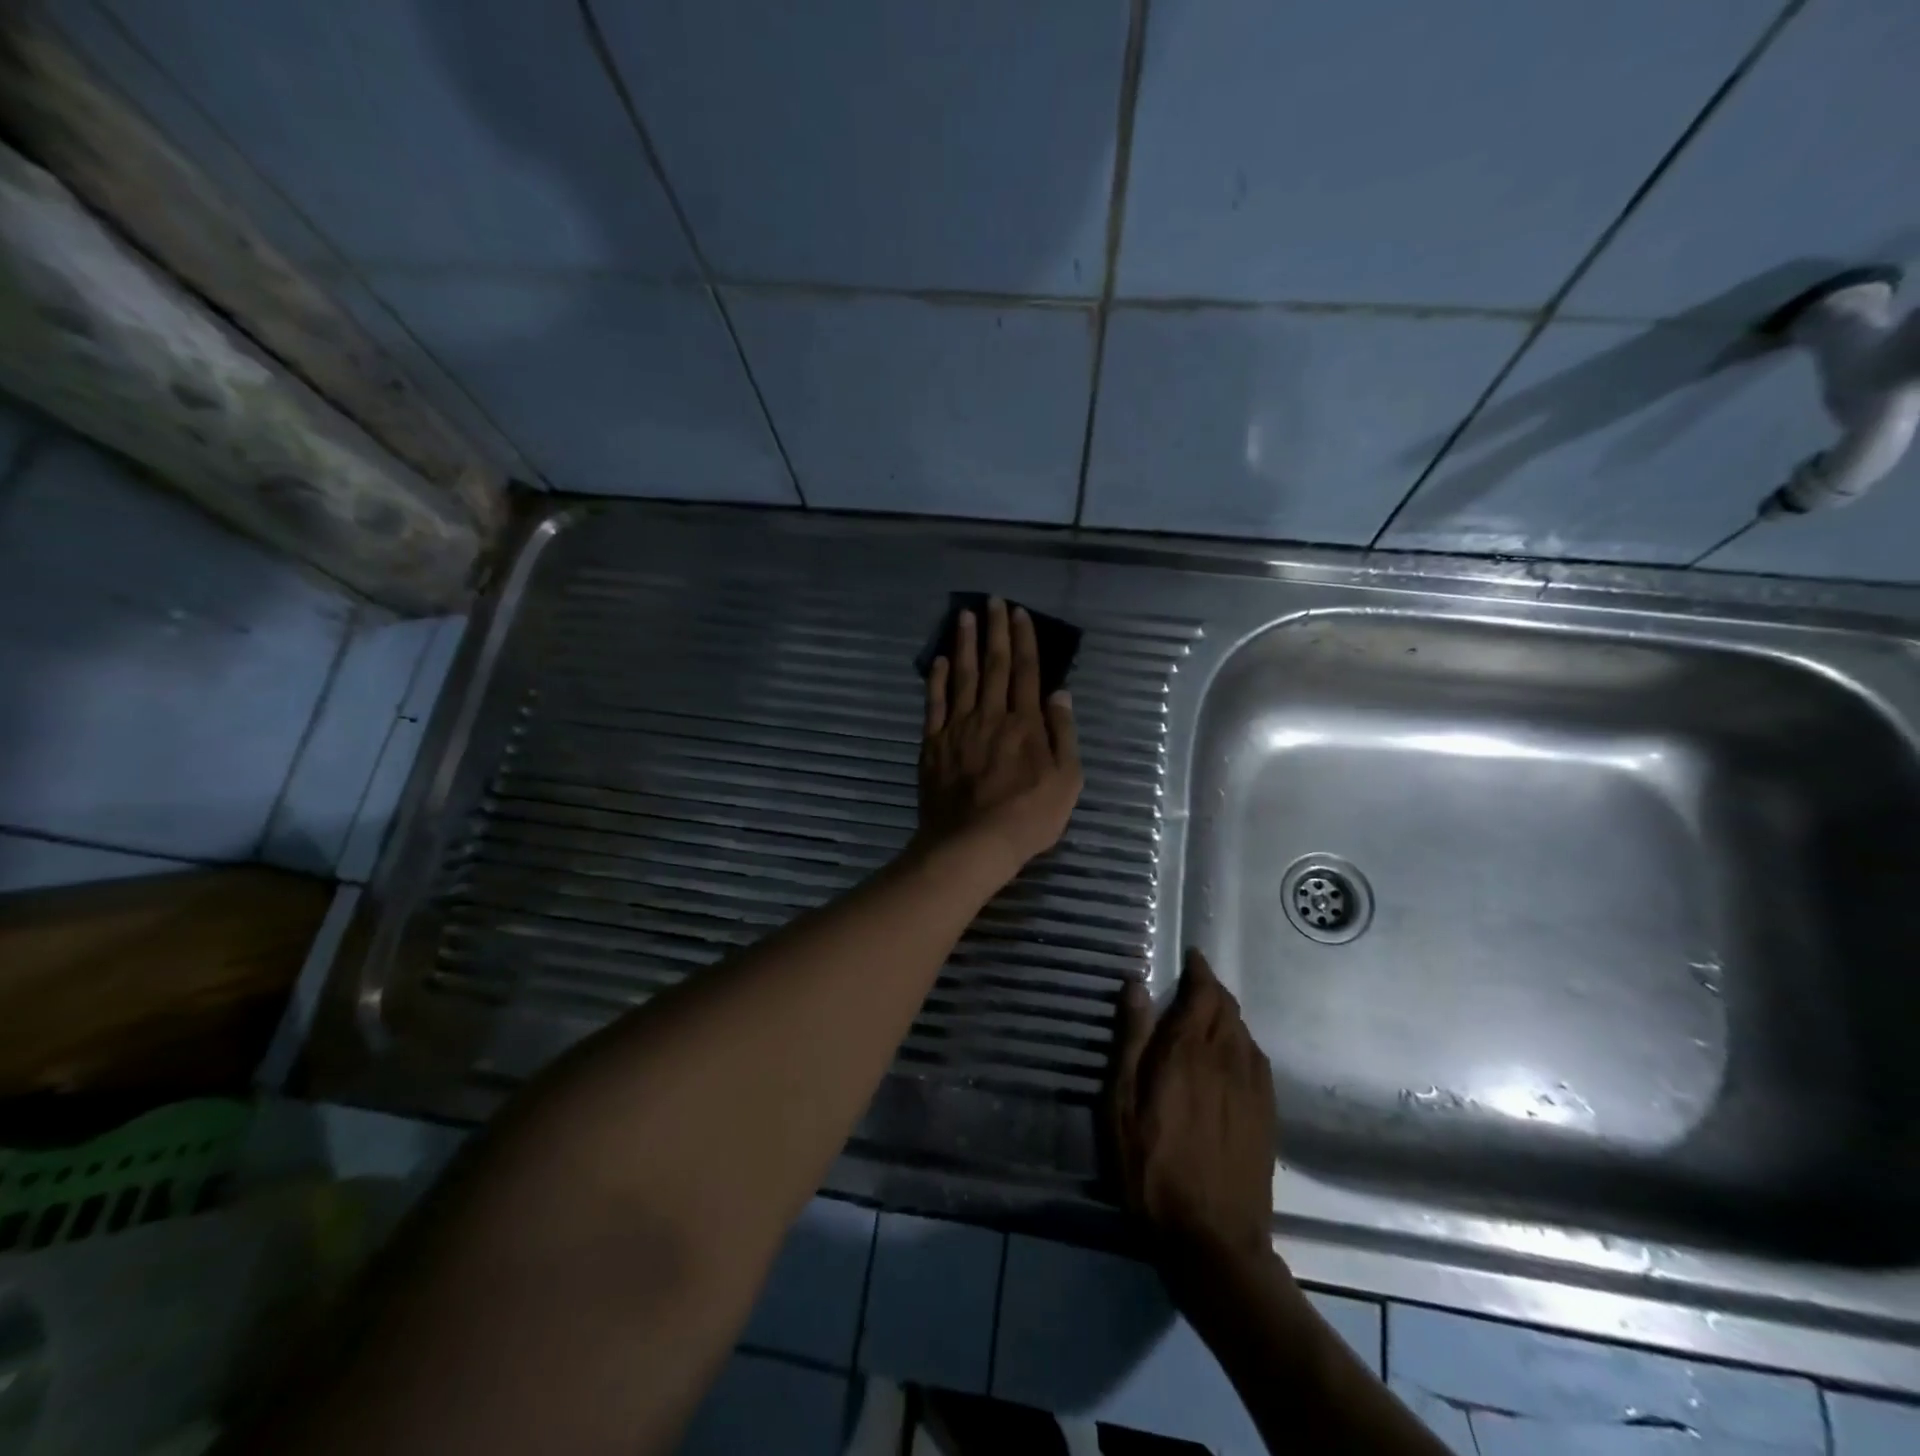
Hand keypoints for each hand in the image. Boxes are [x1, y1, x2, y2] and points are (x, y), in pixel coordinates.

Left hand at [917, 598, 1081, 880]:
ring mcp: (959, 727)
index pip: (1027, 671)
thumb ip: (1063, 734)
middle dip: (994, 630)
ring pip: (962, 675)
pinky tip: (938, 660)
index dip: (1024, 639)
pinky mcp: (934, 743)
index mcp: (1026, 722)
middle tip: (992, 601)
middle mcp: (992, 715)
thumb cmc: (1028, 816)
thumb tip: (1060, 694)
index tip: (1019, 613)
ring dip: (964, 643)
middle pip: (994, 664)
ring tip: (964, 616)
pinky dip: (936, 679)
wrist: (972, 843)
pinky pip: (935, 703)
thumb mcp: (1066, 780)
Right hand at [1110, 949, 1277, 1278]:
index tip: (1191, 957)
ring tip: (1207, 1017)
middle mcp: (1228, 1057)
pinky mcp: (1267, 1113)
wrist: (1213, 1237)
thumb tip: (1135, 983)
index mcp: (1189, 1049)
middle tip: (1192, 985)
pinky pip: (1257, 1059)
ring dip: (1226, 1015)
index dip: (1199, 970)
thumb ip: (1131, 1039)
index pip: (1203, 992)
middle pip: (1227, 1007)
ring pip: (1244, 1032)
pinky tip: (1231, 1057)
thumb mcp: (1122, 1103)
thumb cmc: (1152, 1166)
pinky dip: (1242, 1043)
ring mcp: (1253, 1086)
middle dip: (1211, 989)